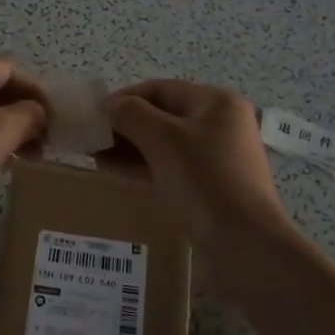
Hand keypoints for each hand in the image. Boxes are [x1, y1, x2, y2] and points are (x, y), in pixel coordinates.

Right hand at [104, 79, 292, 248]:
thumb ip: (131, 115)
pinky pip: (171, 167)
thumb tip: (108, 106)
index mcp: (216, 102)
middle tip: (90, 139)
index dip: (122, 98)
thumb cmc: (204, 180)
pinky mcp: (211, 186)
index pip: (159, 89)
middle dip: (124, 126)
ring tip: (95, 157)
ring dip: (130, 148)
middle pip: (162, 115)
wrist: (245, 244)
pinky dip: (143, 167)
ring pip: (164, 144)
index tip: (91, 116)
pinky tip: (114, 172)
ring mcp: (217, 157)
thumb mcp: (163, 140)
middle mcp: (220, 123)